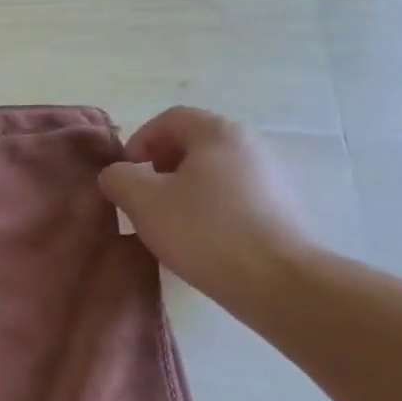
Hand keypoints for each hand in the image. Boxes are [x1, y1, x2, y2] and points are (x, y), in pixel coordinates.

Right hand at [99, 108, 319, 312]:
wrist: (278, 281)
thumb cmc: (204, 231)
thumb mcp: (143, 201)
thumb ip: (119, 178)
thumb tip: (118, 174)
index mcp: (219, 132)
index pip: (169, 119)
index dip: (139, 141)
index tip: (125, 176)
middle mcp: (251, 144)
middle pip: (194, 144)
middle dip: (160, 167)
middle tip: (143, 200)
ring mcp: (273, 177)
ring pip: (214, 172)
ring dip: (184, 190)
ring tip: (169, 224)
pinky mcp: (283, 208)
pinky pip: (235, 197)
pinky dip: (210, 209)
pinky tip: (201, 240)